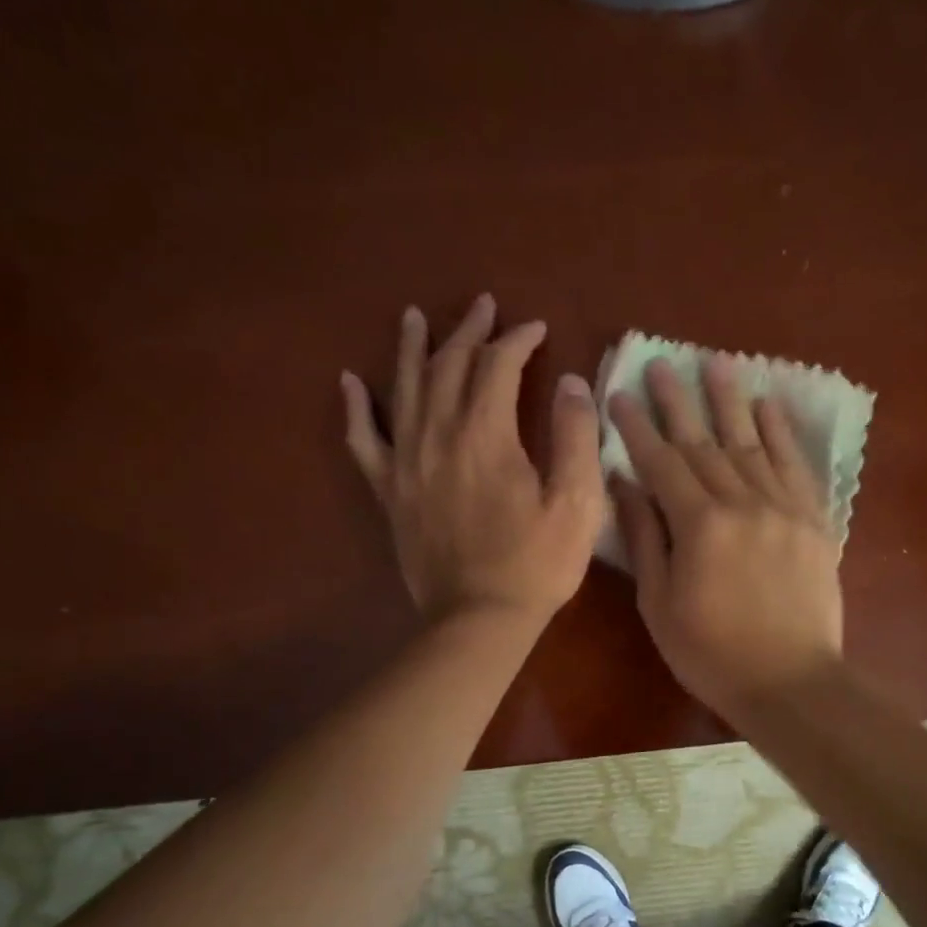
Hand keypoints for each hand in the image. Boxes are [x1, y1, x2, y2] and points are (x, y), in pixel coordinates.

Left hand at [341, 295, 604, 625]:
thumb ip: (575, 436)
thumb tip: (570, 381)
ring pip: (404, 389)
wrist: (478, 619)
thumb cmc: (535, 563)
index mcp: (485, 435)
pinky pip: (364, 440)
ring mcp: (406, 462)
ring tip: (415, 316)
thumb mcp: (576, 502)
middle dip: (468, 331)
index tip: (536, 329)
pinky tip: (350, 383)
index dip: (517, 340)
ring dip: (412, 348)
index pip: (497, 366)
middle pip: (448, 366)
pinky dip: (357, 408)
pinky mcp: (390, 491)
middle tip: (483, 307)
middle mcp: (438, 435)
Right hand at [609, 357, 843, 720]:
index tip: (620, 393)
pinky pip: (795, 465)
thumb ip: (644, 538)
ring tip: (715, 362)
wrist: (790, 683)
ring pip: (751, 443)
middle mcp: (742, 502)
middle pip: (704, 442)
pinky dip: (781, 432)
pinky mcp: (815, 519)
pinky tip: (767, 405)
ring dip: (729, 401)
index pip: (661, 462)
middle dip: (678, 401)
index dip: (637, 427)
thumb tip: (624, 483)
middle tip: (661, 363)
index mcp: (698, 525)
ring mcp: (783, 507)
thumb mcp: (660, 603)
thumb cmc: (710, 653)